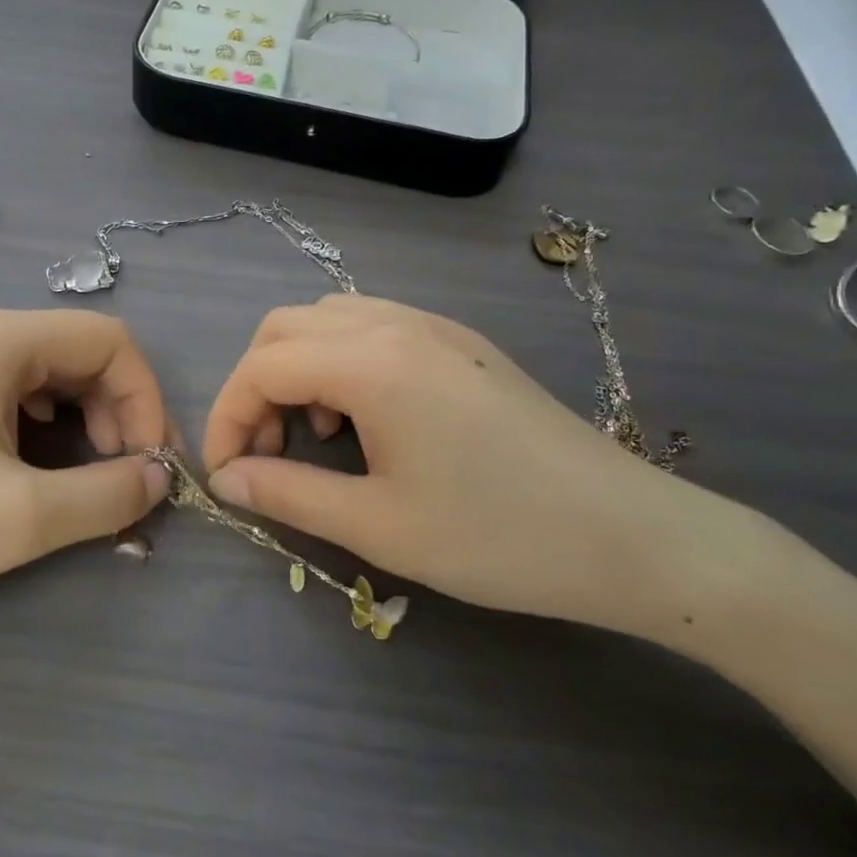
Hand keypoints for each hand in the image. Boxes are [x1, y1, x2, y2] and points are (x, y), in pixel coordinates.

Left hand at [0, 309, 171, 642]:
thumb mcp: (19, 518)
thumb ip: (107, 494)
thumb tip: (158, 477)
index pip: (110, 340)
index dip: (146, 399)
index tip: (150, 468)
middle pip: (79, 353)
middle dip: (117, 412)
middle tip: (120, 481)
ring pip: (44, 375)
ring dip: (81, 422)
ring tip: (79, 479)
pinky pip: (6, 394)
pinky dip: (40, 428)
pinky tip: (29, 467)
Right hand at [201, 294, 738, 636]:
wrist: (632, 536)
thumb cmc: (497, 536)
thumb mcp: (377, 525)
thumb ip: (286, 493)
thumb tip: (225, 479)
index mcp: (372, 361)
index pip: (261, 366)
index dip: (227, 417)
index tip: (226, 473)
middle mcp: (397, 323)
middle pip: (285, 327)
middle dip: (255, 385)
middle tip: (265, 451)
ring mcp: (435, 327)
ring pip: (328, 319)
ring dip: (298, 368)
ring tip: (316, 435)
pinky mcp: (462, 343)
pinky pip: (373, 326)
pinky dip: (340, 360)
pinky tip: (366, 418)